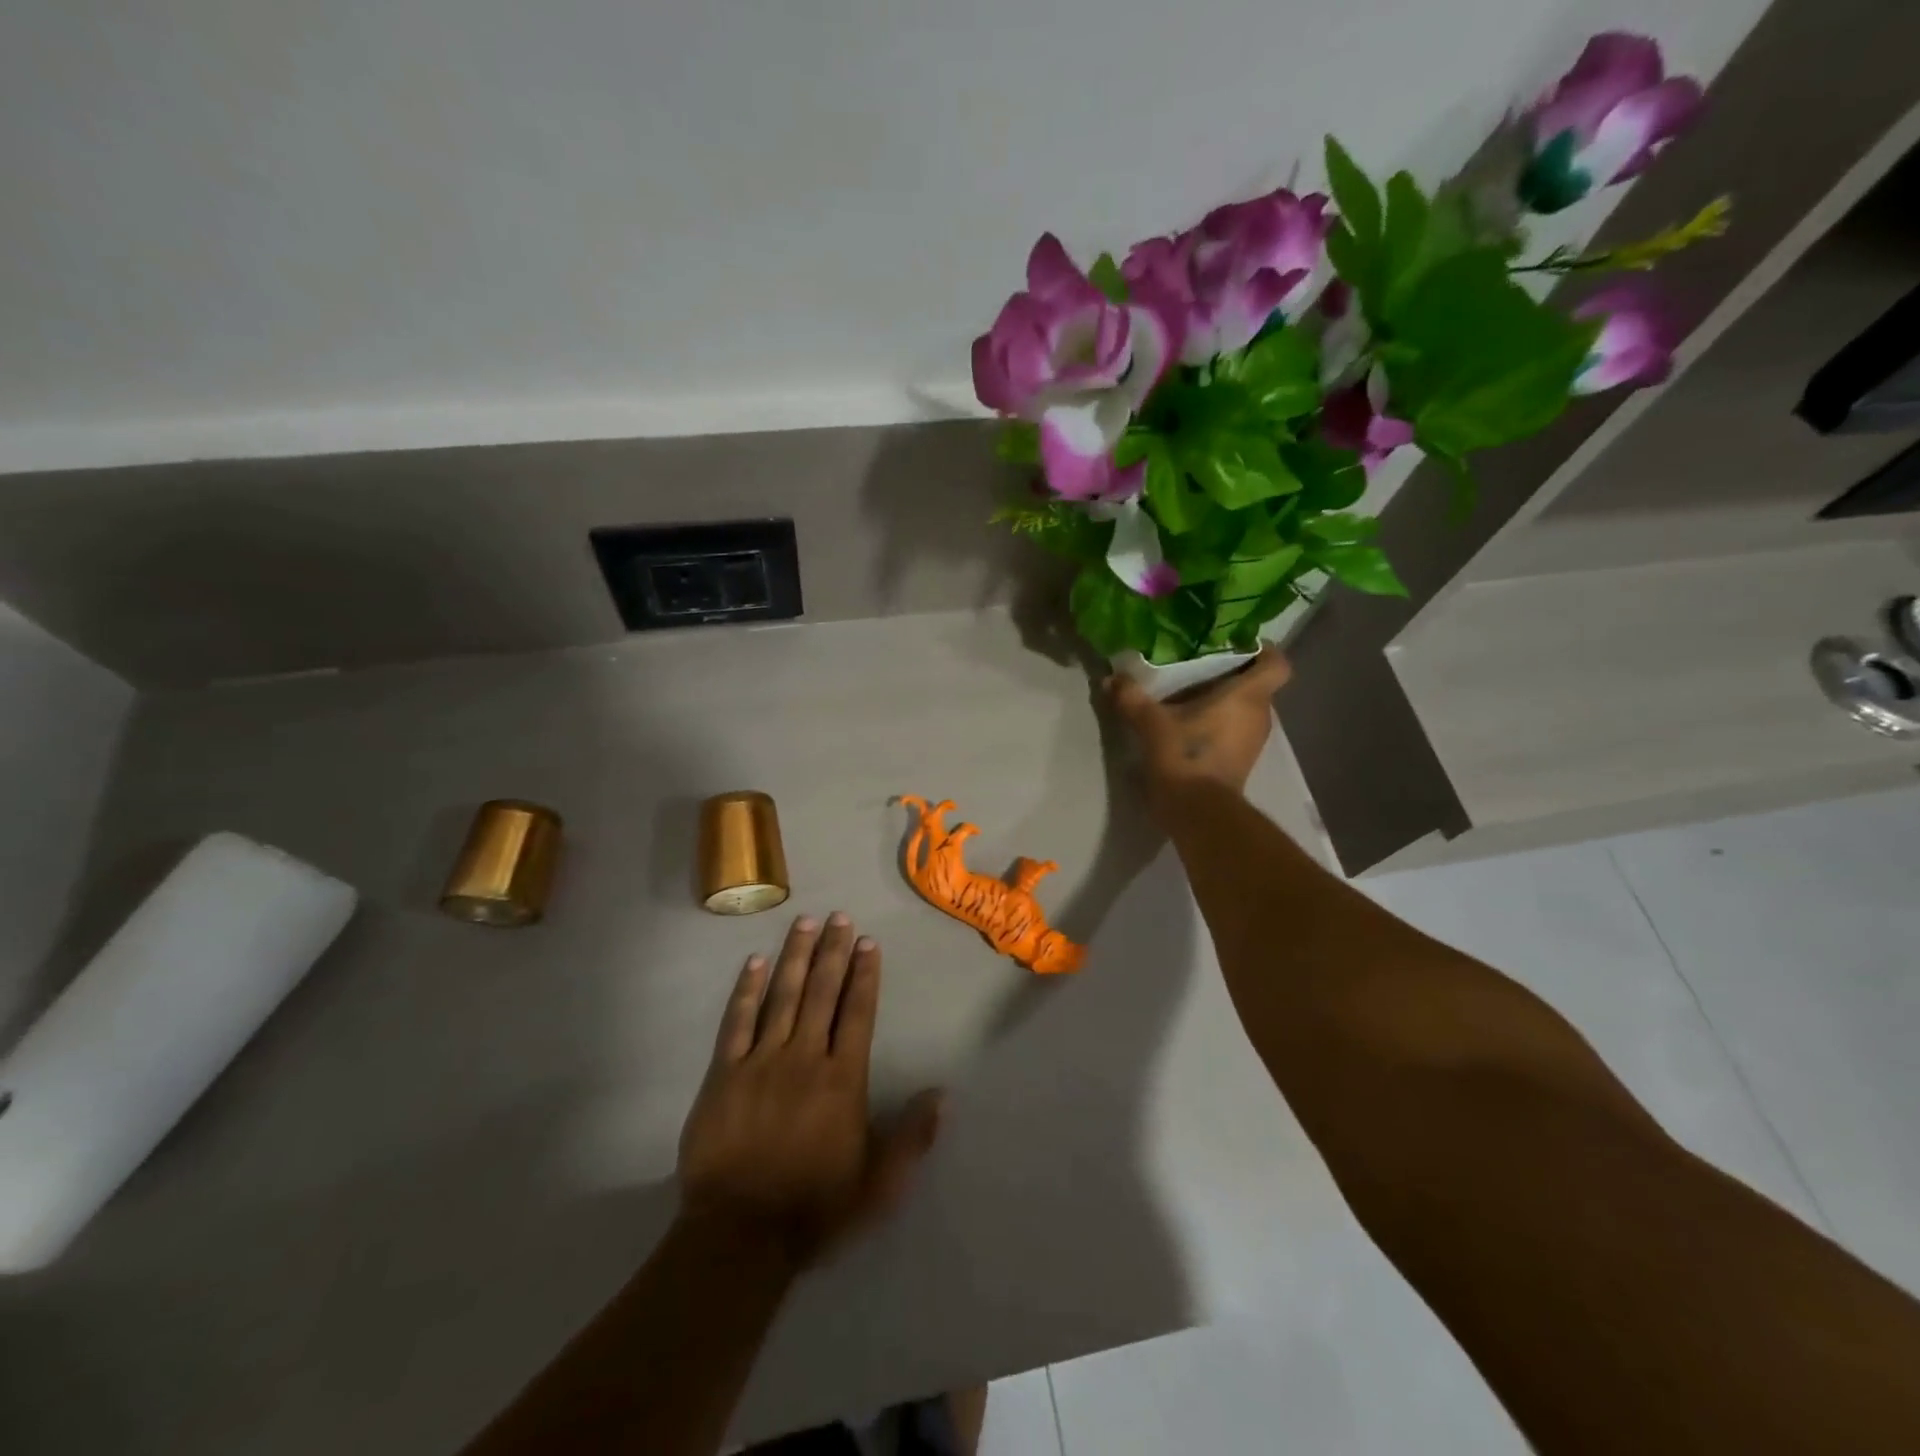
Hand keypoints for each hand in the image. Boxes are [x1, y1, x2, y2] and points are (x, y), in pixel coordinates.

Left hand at [676, 913, 944, 1266]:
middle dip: (832, 952)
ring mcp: (761, 1062)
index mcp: (843, 1080)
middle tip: (839, 916)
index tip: (867, 942)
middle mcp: (805, 1058)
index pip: (858, 1013)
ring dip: (795, 957)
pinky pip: (736, 1023)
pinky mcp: (724, 1075)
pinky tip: (755, 962)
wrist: (739, 1237)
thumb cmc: (815, 1208)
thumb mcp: (879, 1185)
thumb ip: (912, 1137)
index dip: (864, 975)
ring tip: (804, 922)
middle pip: (822, 993)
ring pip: (782, 997)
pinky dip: (747, 991)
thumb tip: (943, 1093)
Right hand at [1108, 647, 1292, 799]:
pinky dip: (1219, 724)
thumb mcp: (1151, 723)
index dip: (1263, 650)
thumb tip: (1111, 678)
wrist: (1198, 813)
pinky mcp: (1241, 761)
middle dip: (1232, 674)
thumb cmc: (1185, 757)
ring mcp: (1253, 742)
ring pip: (1245, 709)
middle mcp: (1260, 715)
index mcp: (1248, 696)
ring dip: (1224, 702)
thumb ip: (1132, 698)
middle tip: (1199, 665)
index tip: (1236, 644)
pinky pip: (1235, 731)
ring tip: (1189, 694)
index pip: (1277, 663)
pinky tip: (1189, 724)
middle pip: (1257, 685)